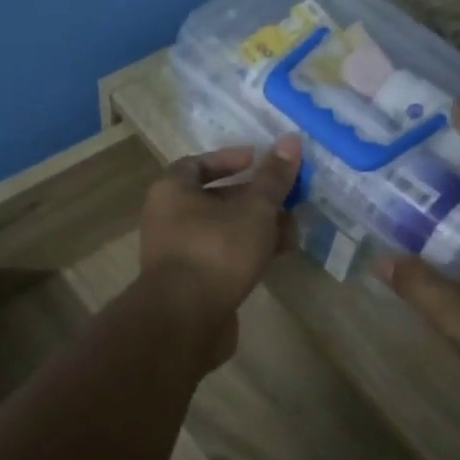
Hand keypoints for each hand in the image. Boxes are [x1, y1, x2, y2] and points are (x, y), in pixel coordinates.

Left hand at [139, 136, 301, 367]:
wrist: (185, 319)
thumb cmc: (217, 250)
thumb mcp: (254, 209)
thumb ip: (273, 177)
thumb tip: (291, 140)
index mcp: (172, 190)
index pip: (198, 163)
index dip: (230, 159)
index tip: (259, 161)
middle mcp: (168, 218)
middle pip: (215, 198)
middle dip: (255, 199)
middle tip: (287, 200)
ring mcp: (178, 253)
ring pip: (223, 230)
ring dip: (257, 228)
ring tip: (292, 232)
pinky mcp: (191, 283)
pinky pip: (222, 257)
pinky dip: (247, 253)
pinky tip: (276, 258)